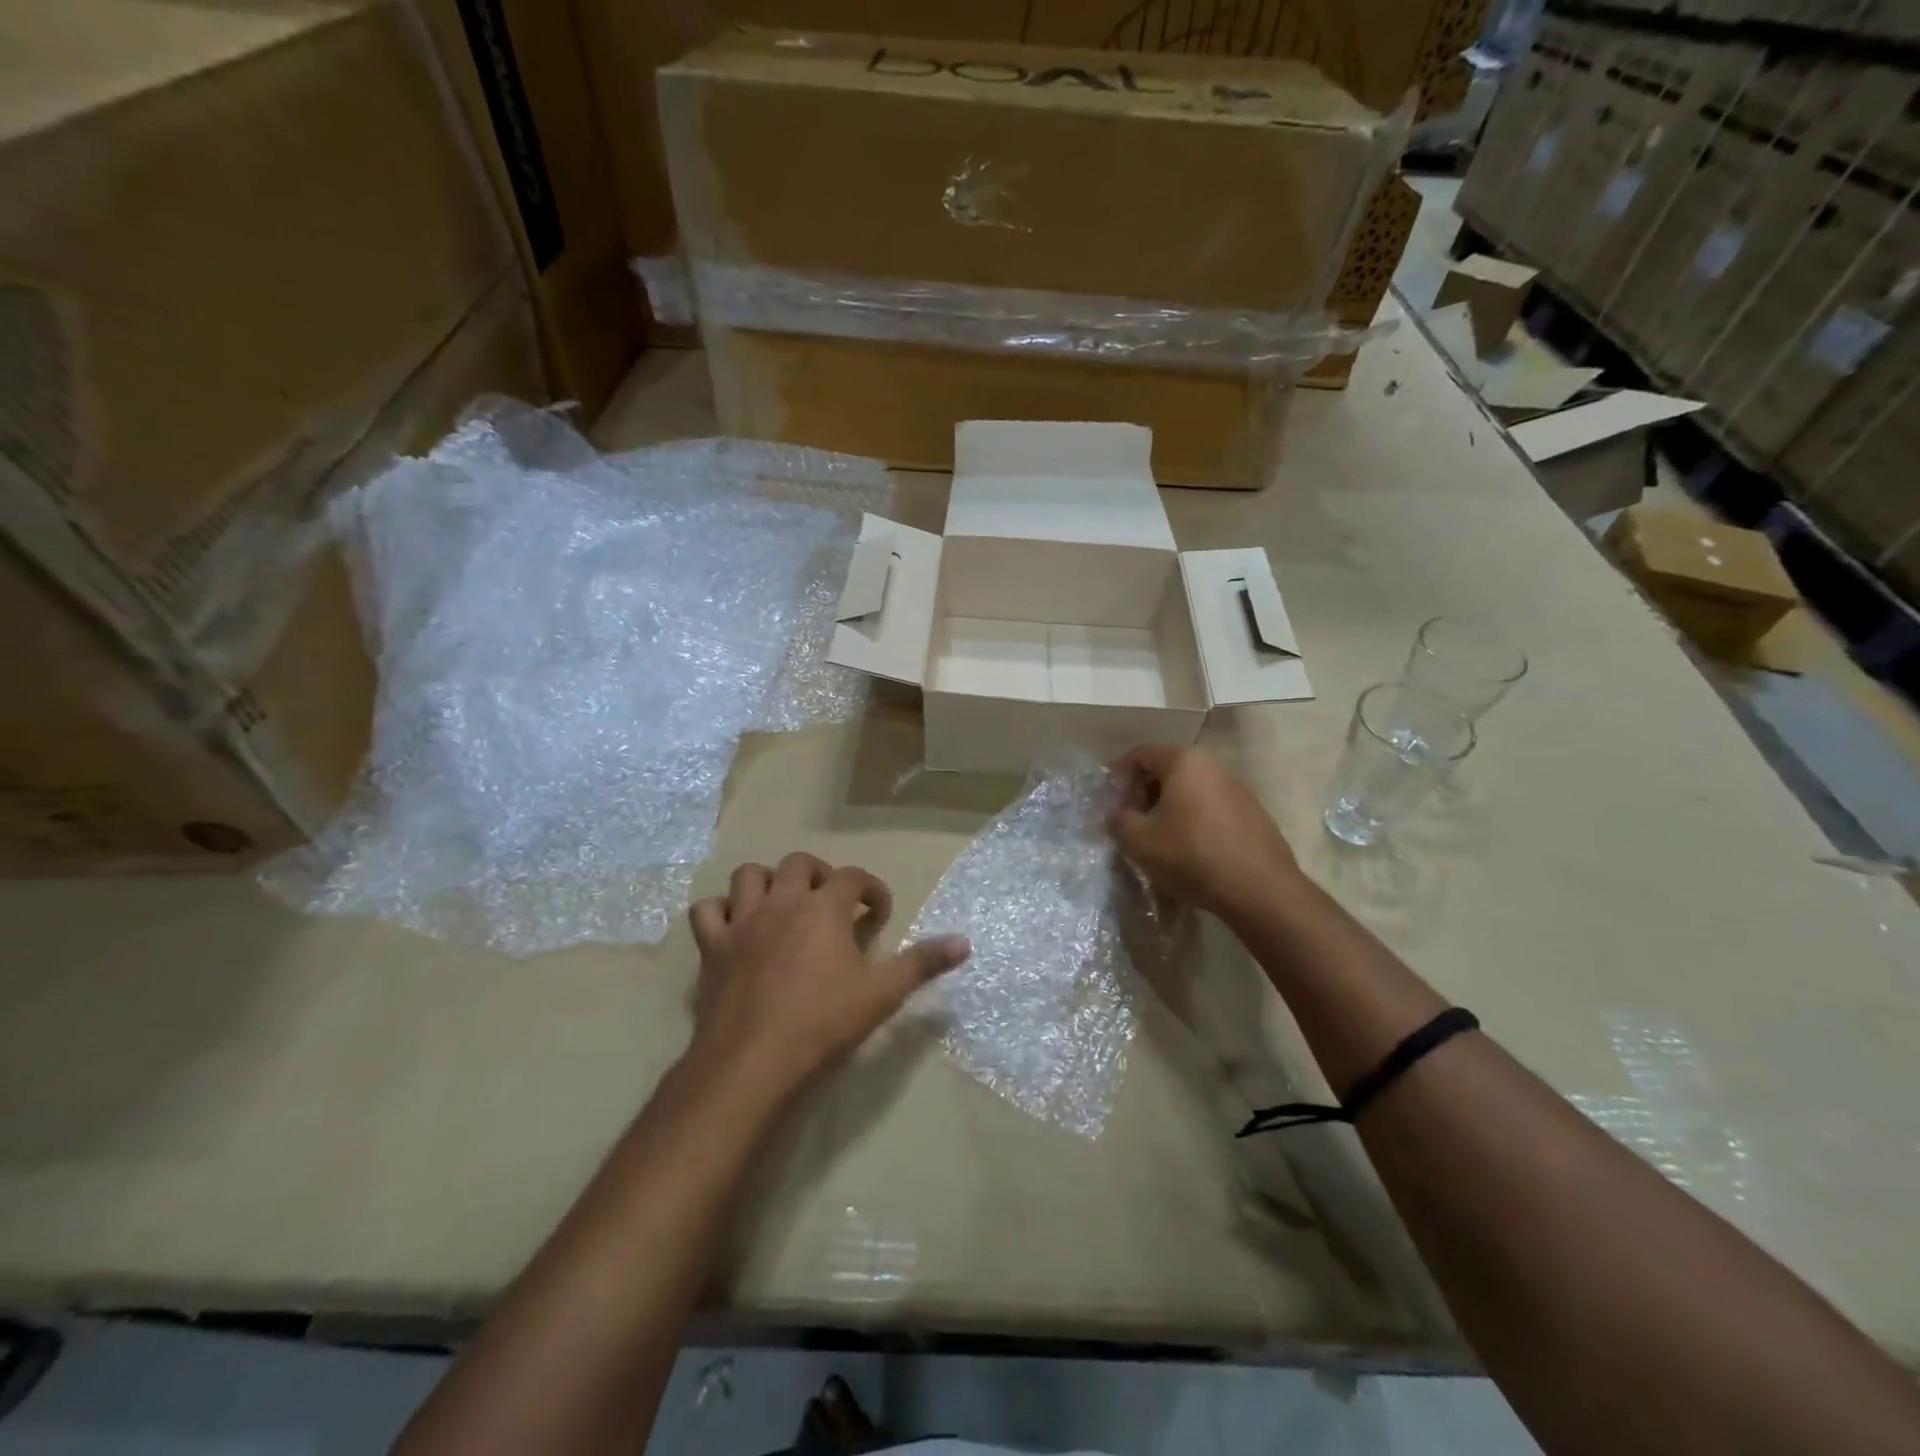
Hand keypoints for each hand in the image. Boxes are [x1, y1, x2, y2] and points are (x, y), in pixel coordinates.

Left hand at [687, 853, 970, 1098]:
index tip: (879, 912)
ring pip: (749, 876)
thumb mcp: (883, 993)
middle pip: (799, 863)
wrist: (753, 1062)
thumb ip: (923, 963)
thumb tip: (965, 942)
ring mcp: (742, 922)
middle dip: (820, 875)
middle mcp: (782, 902)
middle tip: (832, 904)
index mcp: (824, 908)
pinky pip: (707, 912)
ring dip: (768, 882)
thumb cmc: (824, 1023)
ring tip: (783, 905)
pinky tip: (735, 928)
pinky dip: (721, 912)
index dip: (871, 889)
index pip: (853, 877)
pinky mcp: (712, 948)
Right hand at [1108, 745, 1300, 920]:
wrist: (1259, 890)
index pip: (1141, 754)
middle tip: (1129, 821)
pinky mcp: (1254, 817)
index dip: (1118, 775)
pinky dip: (1193, 823)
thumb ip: (1118, 820)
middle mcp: (1214, 768)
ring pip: (1191, 792)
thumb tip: (1118, 815)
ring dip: (1169, 809)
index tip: (1108, 800)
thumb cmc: (1191, 855)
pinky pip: (1211, 811)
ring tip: (1157, 839)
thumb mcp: (1138, 840)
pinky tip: (1188, 852)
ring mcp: (1238, 791)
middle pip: (1168, 771)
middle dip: (1143, 793)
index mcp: (1185, 762)